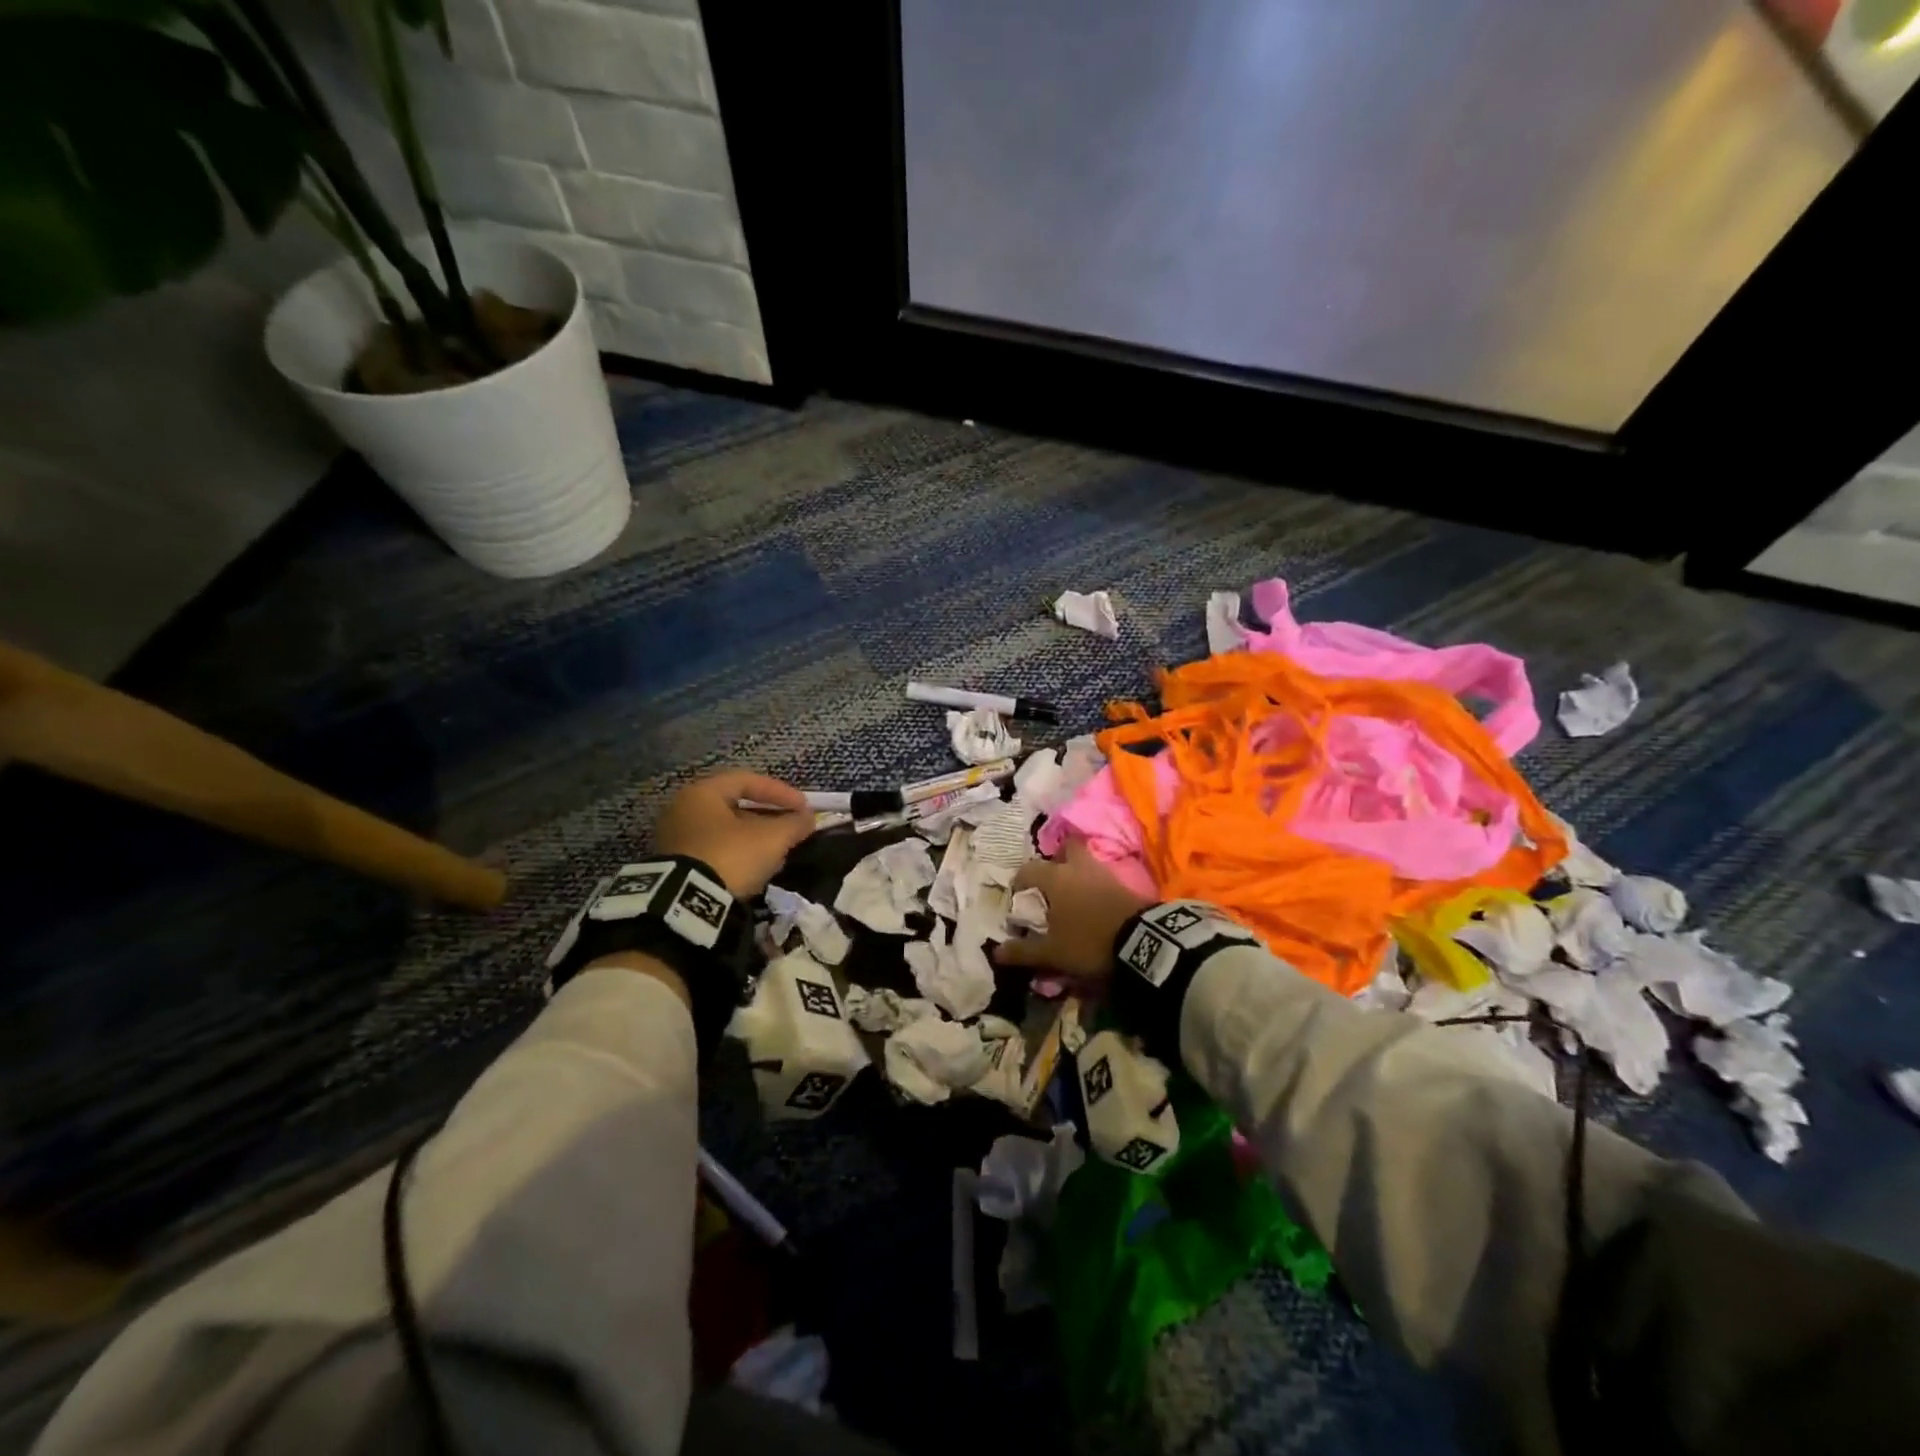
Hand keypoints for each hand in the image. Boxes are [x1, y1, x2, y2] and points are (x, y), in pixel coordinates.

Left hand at [654, 769, 815, 897]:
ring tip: (779, 854)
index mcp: (702, 793)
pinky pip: (714, 852)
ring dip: (755, 839)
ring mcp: (676, 839)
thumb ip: (794, 824)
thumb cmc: (730, 856)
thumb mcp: (772, 838)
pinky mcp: (676, 867)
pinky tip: (757, 871)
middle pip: (736, 806)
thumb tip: (808, 818)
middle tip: (791, 830)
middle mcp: (683, 809)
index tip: (804, 808)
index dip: (780, 792)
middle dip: (768, 818)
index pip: (748, 781)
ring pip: (726, 832)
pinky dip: (738, 856)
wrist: (687, 904)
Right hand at [992, 839, 1153, 979]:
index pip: (1029, 869)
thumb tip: (996, 952)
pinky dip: (1094, 884)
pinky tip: (1092, 902)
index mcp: (1055, 878)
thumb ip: (1023, 951)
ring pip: (1086, 861)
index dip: (1020, 881)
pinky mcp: (1124, 883)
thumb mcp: (1052, 953)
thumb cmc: (1088, 941)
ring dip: (1077, 872)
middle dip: (1057, 859)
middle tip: (1051, 881)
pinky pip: (1102, 876)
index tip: (1018, 896)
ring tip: (1071, 894)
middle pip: (1066, 848)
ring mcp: (1103, 872)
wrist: (1141, 941)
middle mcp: (1078, 868)